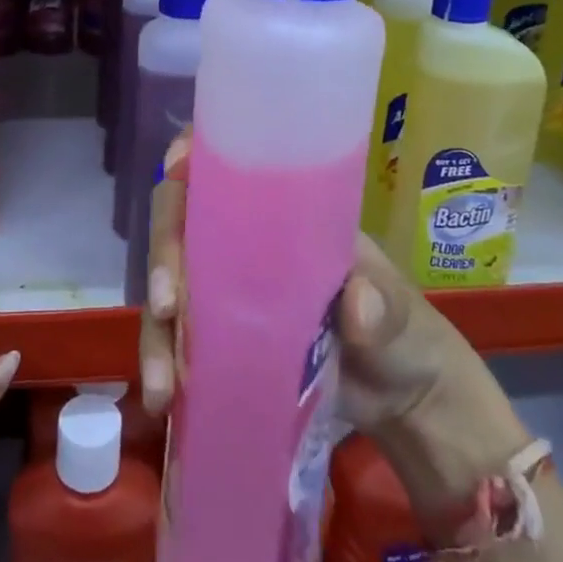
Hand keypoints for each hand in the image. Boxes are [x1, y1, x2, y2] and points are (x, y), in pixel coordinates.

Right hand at [137, 131, 528, 510]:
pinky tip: (159, 397)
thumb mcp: (403, 314)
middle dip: (164, 252)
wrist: (406, 404)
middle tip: (166, 303)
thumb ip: (384, 306)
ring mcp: (227, 292)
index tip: (175, 171)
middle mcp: (244, 244)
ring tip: (159, 380)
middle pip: (184, 222)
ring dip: (154, 325)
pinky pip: (176, 338)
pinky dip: (162, 361)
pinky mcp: (220, 339)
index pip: (227, 167)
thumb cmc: (407, 335)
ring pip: (169, 284)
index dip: (193, 158)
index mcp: (286, 215)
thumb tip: (357, 308)